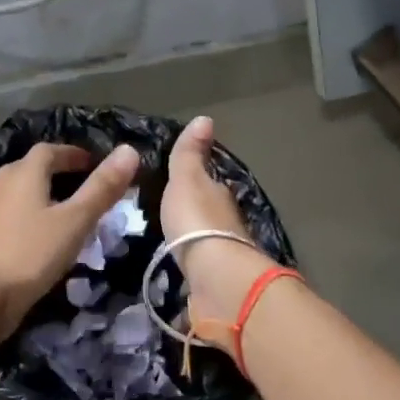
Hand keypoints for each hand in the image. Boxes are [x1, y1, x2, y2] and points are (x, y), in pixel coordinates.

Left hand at [0, 142, 142, 345]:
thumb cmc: (31, 253)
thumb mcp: (76, 220)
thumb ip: (102, 187)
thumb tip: (130, 150)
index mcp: (24, 173)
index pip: (51, 150)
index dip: (75, 154)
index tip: (97, 165)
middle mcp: (4, 185)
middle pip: (35, 169)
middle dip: (62, 173)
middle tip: (90, 187)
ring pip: (26, 194)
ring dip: (50, 196)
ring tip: (76, 214)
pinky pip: (19, 216)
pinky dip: (38, 218)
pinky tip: (52, 239)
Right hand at [161, 116, 268, 333]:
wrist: (216, 275)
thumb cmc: (197, 221)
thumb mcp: (187, 180)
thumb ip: (190, 154)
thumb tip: (205, 118)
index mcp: (219, 196)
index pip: (210, 184)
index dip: (197, 181)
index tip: (180, 184)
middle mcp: (227, 222)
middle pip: (211, 213)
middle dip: (196, 214)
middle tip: (172, 215)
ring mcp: (224, 254)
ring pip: (209, 241)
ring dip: (196, 240)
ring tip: (172, 241)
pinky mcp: (216, 282)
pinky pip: (202, 267)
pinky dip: (195, 265)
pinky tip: (182, 267)